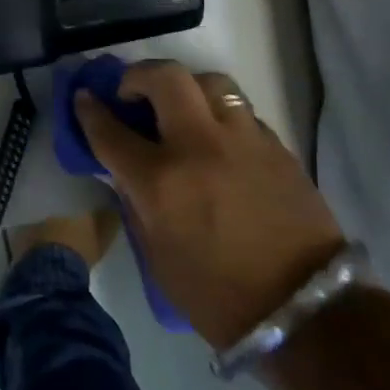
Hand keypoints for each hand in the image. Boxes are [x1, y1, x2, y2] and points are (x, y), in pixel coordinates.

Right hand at [75, 61, 344, 350]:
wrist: (306, 314)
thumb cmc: (217, 295)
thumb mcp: (157, 256)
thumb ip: (136, 202)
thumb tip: (126, 170)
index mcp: (161, 181)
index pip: (110, 130)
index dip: (90, 110)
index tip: (84, 98)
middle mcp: (199, 146)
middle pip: (164, 78)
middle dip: (138, 76)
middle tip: (132, 92)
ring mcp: (242, 141)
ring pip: (209, 81)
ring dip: (186, 87)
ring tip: (181, 107)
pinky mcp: (276, 147)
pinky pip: (240, 111)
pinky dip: (220, 114)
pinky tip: (218, 138)